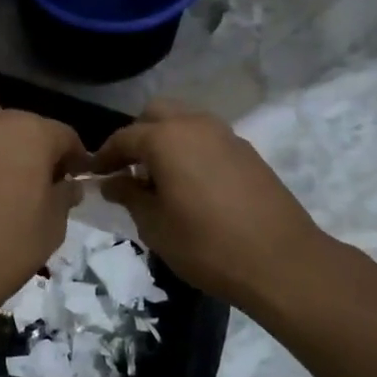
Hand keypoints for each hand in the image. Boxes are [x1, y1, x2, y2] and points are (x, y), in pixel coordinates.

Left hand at [0, 89, 88, 308]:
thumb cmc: (10, 248)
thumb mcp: (54, 226)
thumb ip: (63, 196)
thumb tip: (68, 184)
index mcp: (32, 135)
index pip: (63, 135)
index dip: (72, 156)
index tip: (73, 177)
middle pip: (21, 122)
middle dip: (31, 145)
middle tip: (32, 179)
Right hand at [92, 99, 336, 311]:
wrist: (283, 263)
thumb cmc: (208, 245)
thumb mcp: (155, 226)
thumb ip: (129, 196)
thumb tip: (112, 182)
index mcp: (166, 138)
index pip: (124, 137)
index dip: (104, 156)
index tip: (93, 174)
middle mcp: (195, 125)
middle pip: (155, 114)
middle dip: (137, 136)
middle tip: (128, 170)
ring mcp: (225, 135)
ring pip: (184, 122)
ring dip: (166, 140)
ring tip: (159, 178)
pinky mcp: (247, 152)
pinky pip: (207, 138)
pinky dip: (191, 150)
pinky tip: (191, 185)